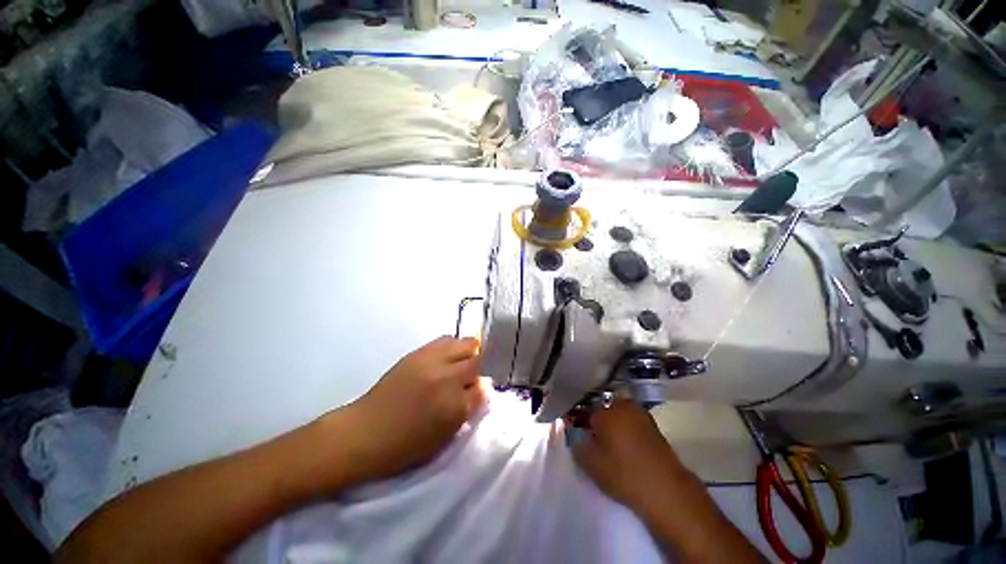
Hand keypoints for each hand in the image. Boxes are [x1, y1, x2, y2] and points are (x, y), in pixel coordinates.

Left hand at [337, 336, 485, 483]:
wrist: (364, 432)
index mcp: (454, 405)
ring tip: (459, 363)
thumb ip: (467, 409)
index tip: (478, 391)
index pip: (483, 387)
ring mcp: (432, 361)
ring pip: (464, 343)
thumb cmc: (405, 445)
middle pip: (478, 359)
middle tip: (469, 377)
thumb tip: (483, 388)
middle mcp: (447, 377)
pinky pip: (445, 340)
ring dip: (467, 352)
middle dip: (479, 367)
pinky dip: (452, 346)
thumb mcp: (443, 437)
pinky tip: (445, 357)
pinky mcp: (418, 353)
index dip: (482, 388)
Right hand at [572, 400, 697, 520]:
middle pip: (601, 407)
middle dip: (595, 419)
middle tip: (592, 437)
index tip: (576, 433)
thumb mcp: (591, 464)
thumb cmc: (624, 475)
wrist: (667, 490)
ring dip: (611, 422)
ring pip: (618, 412)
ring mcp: (640, 413)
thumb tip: (574, 433)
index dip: (579, 422)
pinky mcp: (653, 425)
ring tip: (608, 442)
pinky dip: (626, 428)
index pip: (584, 410)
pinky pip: (631, 420)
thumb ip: (576, 444)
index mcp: (604, 411)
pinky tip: (625, 445)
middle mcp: (622, 405)